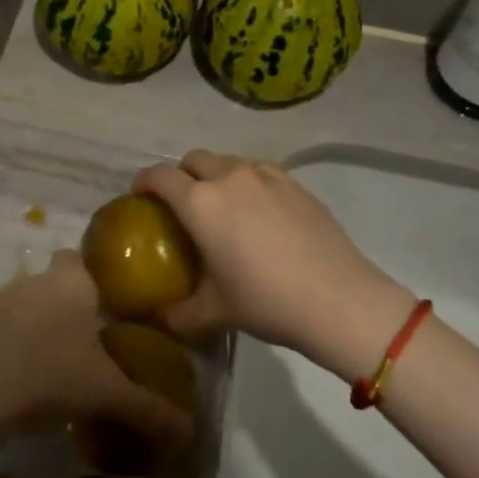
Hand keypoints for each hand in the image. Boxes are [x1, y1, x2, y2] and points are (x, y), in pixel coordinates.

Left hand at [0, 251, 193, 444]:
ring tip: (61, 363)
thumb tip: (189, 430)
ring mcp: (1, 305)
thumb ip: (149, 408)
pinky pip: (5, 333)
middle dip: (68, 302)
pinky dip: (17, 348)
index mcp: (72, 283)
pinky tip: (29, 380)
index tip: (105, 299)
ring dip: (40, 326)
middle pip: (52, 281)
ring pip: (27, 306)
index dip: (90, 273)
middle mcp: (36, 284)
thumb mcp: (108, 393)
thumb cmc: (53, 372)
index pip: (78, 257)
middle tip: (90, 336)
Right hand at [134, 151, 415, 381]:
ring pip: (229, 162)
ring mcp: (266, 176)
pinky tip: (259, 212)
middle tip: (182, 205)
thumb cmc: (266, 302)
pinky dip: (248, 183)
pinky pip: (260, 172)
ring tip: (222, 207)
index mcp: (200, 203)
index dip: (143, 182)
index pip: (159, 176)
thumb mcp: (214, 312)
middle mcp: (229, 178)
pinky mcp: (296, 184)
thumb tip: (159, 318)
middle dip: (181, 175)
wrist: (339, 300)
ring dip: (216, 176)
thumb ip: (178, 313)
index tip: (139, 197)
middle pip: (193, 159)